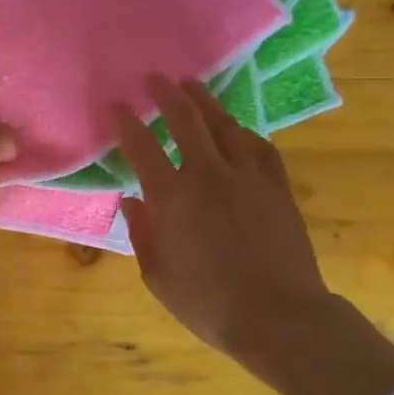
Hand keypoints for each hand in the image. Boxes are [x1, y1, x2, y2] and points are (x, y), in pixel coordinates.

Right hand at [112, 76, 393, 394]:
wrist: (278, 316)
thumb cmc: (207, 303)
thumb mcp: (157, 275)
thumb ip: (142, 232)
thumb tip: (132, 200)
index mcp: (172, 197)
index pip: (141, 147)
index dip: (125, 122)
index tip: (115, 105)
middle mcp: (209, 175)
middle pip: (186, 120)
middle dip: (167, 94)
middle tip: (156, 79)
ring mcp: (248, 177)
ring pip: (225, 125)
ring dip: (205, 102)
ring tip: (193, 86)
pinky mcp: (277, 187)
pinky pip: (260, 147)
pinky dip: (243, 132)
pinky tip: (238, 130)